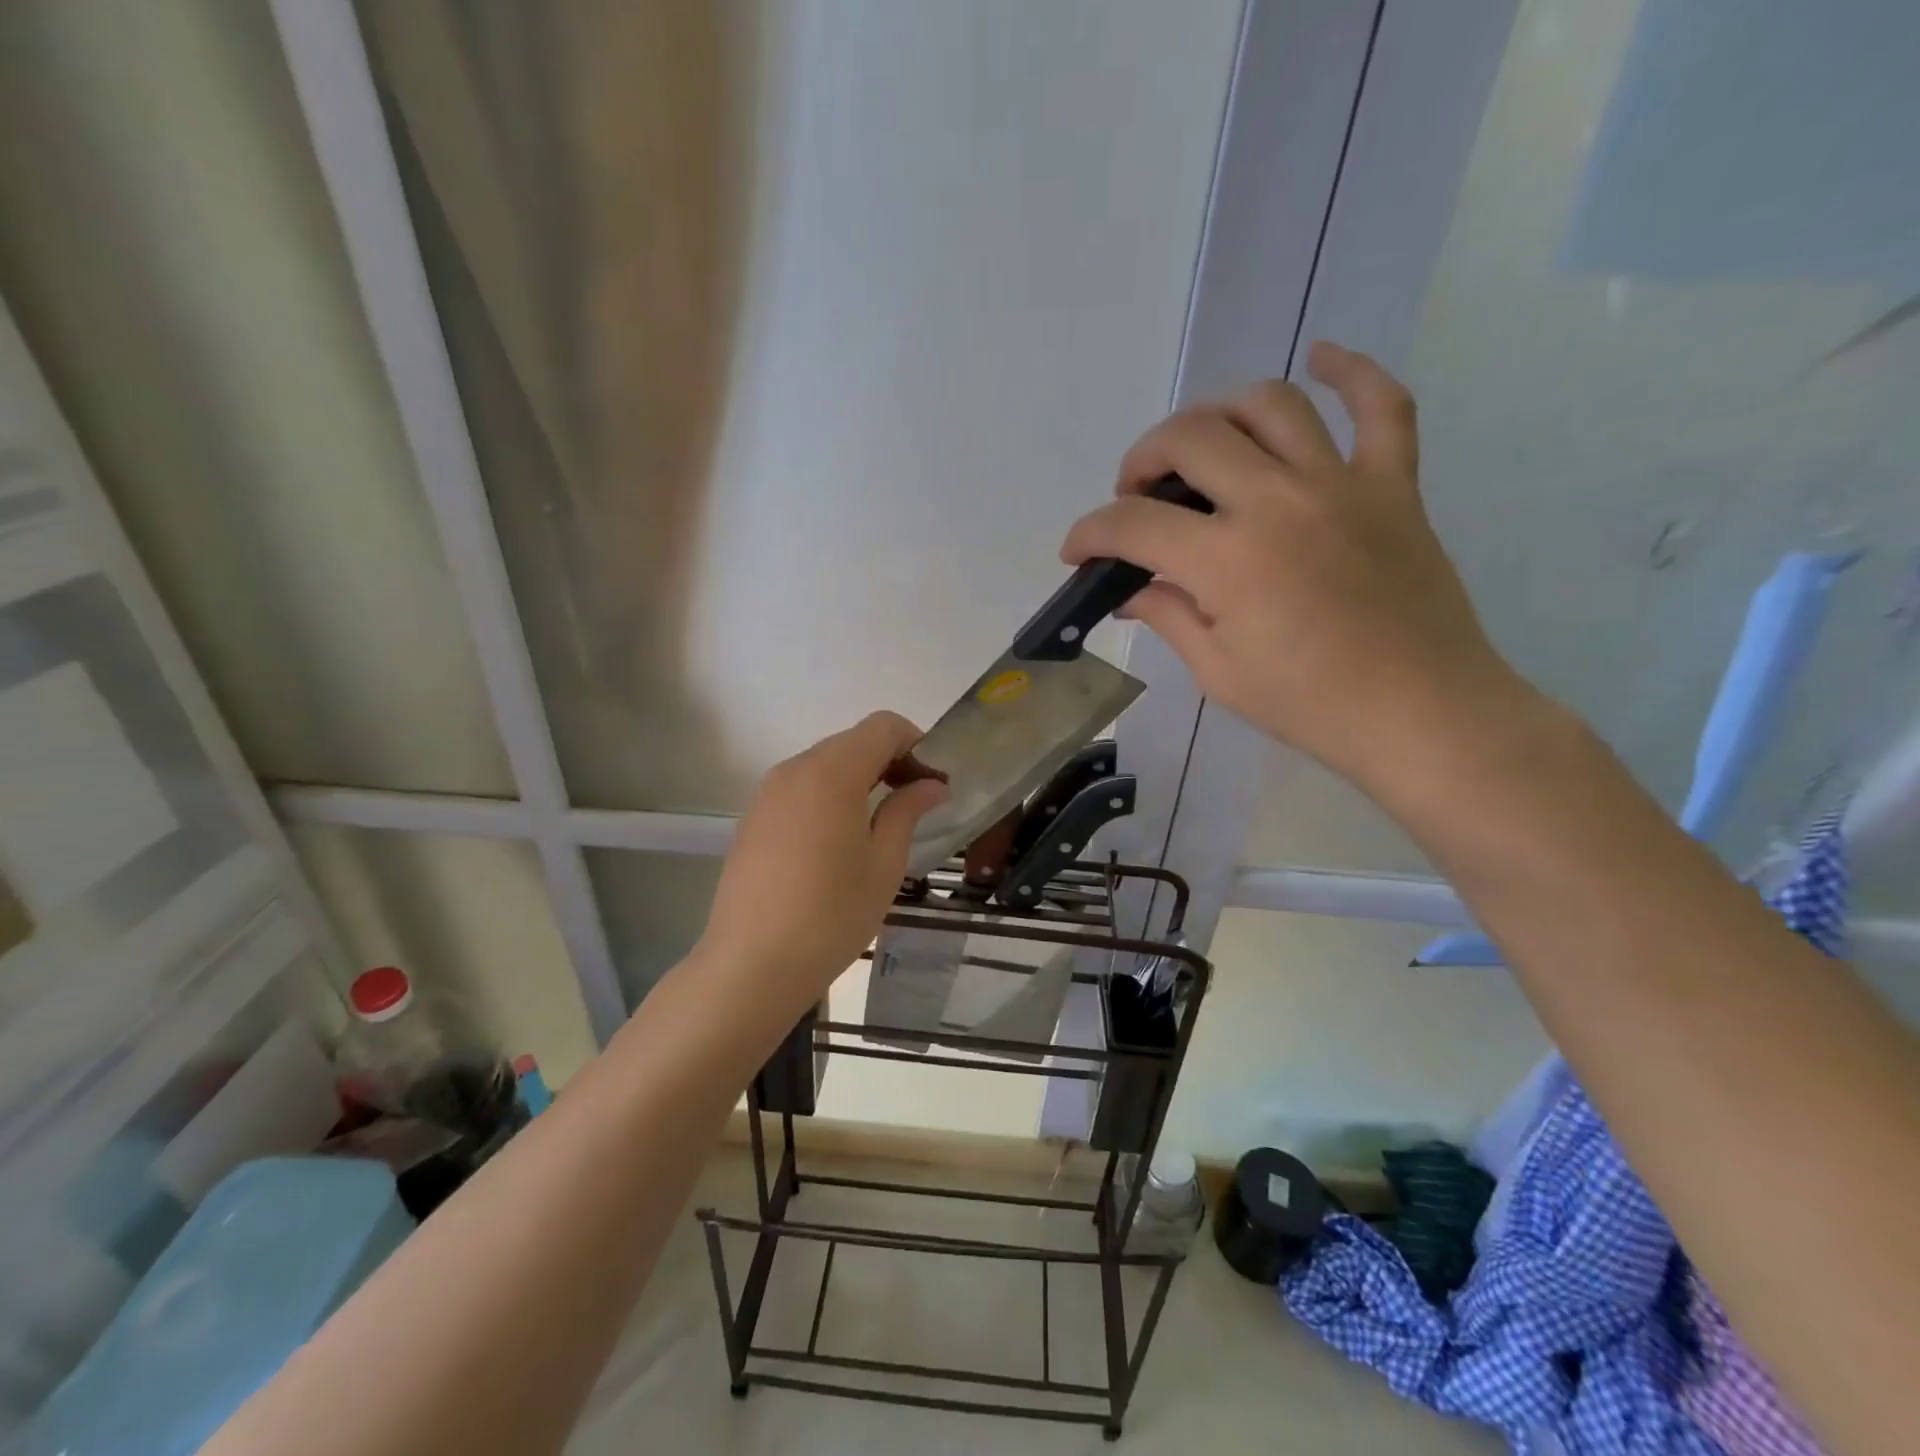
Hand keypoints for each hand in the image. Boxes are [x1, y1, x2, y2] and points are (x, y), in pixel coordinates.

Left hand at [696, 712, 948, 1018]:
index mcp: (832, 773)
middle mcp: (795, 769)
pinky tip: (839, 841)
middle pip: (852, 742)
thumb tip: (931, 784)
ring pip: (825, 764)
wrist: (751, 966)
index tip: (933, 782)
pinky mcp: (753, 818)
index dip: (915, 744)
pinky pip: (801, 788)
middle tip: (915, 803)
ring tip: (880, 824)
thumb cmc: (831, 915)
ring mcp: (768, 793)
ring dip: (860, 778)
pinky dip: (830, 796)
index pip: (882, 726)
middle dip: (890, 761)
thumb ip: (907, 811)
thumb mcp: (884, 863)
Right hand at [1062, 341, 1528, 787]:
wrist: (1421, 714)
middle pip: (1191, 438)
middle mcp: (1279, 502)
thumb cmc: (1310, 706)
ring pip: (1270, 406)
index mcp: (1229, 560)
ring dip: (1217, 414)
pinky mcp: (1394, 485)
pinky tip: (1322, 357)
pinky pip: (1383, 407)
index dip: (1090, 533)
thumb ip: (1168, 615)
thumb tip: (1129, 589)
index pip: (1134, 524)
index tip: (1077, 551)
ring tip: (1201, 445)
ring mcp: (1342, 484)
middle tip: (1135, 496)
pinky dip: (1353, 372)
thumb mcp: (1219, 672)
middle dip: (1142, 460)